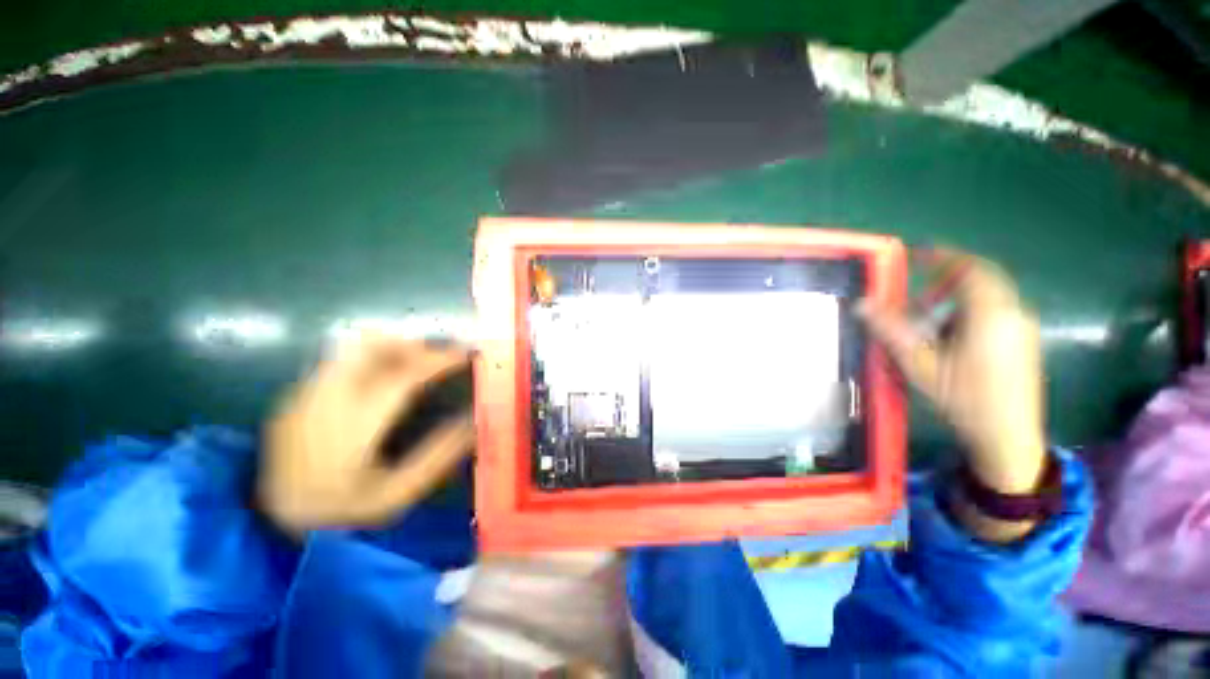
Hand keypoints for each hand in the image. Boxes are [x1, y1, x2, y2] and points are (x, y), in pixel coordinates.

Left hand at [259, 338, 473, 533]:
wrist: (269, 523)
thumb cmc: (340, 515)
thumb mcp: (397, 496)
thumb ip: (438, 456)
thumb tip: (474, 420)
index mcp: (351, 431)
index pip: (401, 379)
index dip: (438, 361)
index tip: (467, 353)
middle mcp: (323, 403)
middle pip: (371, 348)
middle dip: (415, 345)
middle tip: (442, 357)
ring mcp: (305, 395)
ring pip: (353, 347)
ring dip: (393, 347)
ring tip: (418, 363)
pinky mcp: (297, 394)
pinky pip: (341, 360)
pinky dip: (372, 357)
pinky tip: (386, 377)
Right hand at [858, 249, 1047, 538]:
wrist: (1009, 438)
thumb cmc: (964, 398)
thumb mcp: (921, 365)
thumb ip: (892, 331)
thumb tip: (862, 304)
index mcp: (990, 314)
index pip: (970, 269)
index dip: (943, 256)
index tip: (918, 253)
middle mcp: (1013, 313)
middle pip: (983, 278)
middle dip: (949, 277)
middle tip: (919, 290)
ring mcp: (1022, 328)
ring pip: (990, 296)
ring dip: (958, 296)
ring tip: (930, 318)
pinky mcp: (1023, 341)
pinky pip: (996, 310)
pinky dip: (970, 311)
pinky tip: (951, 336)